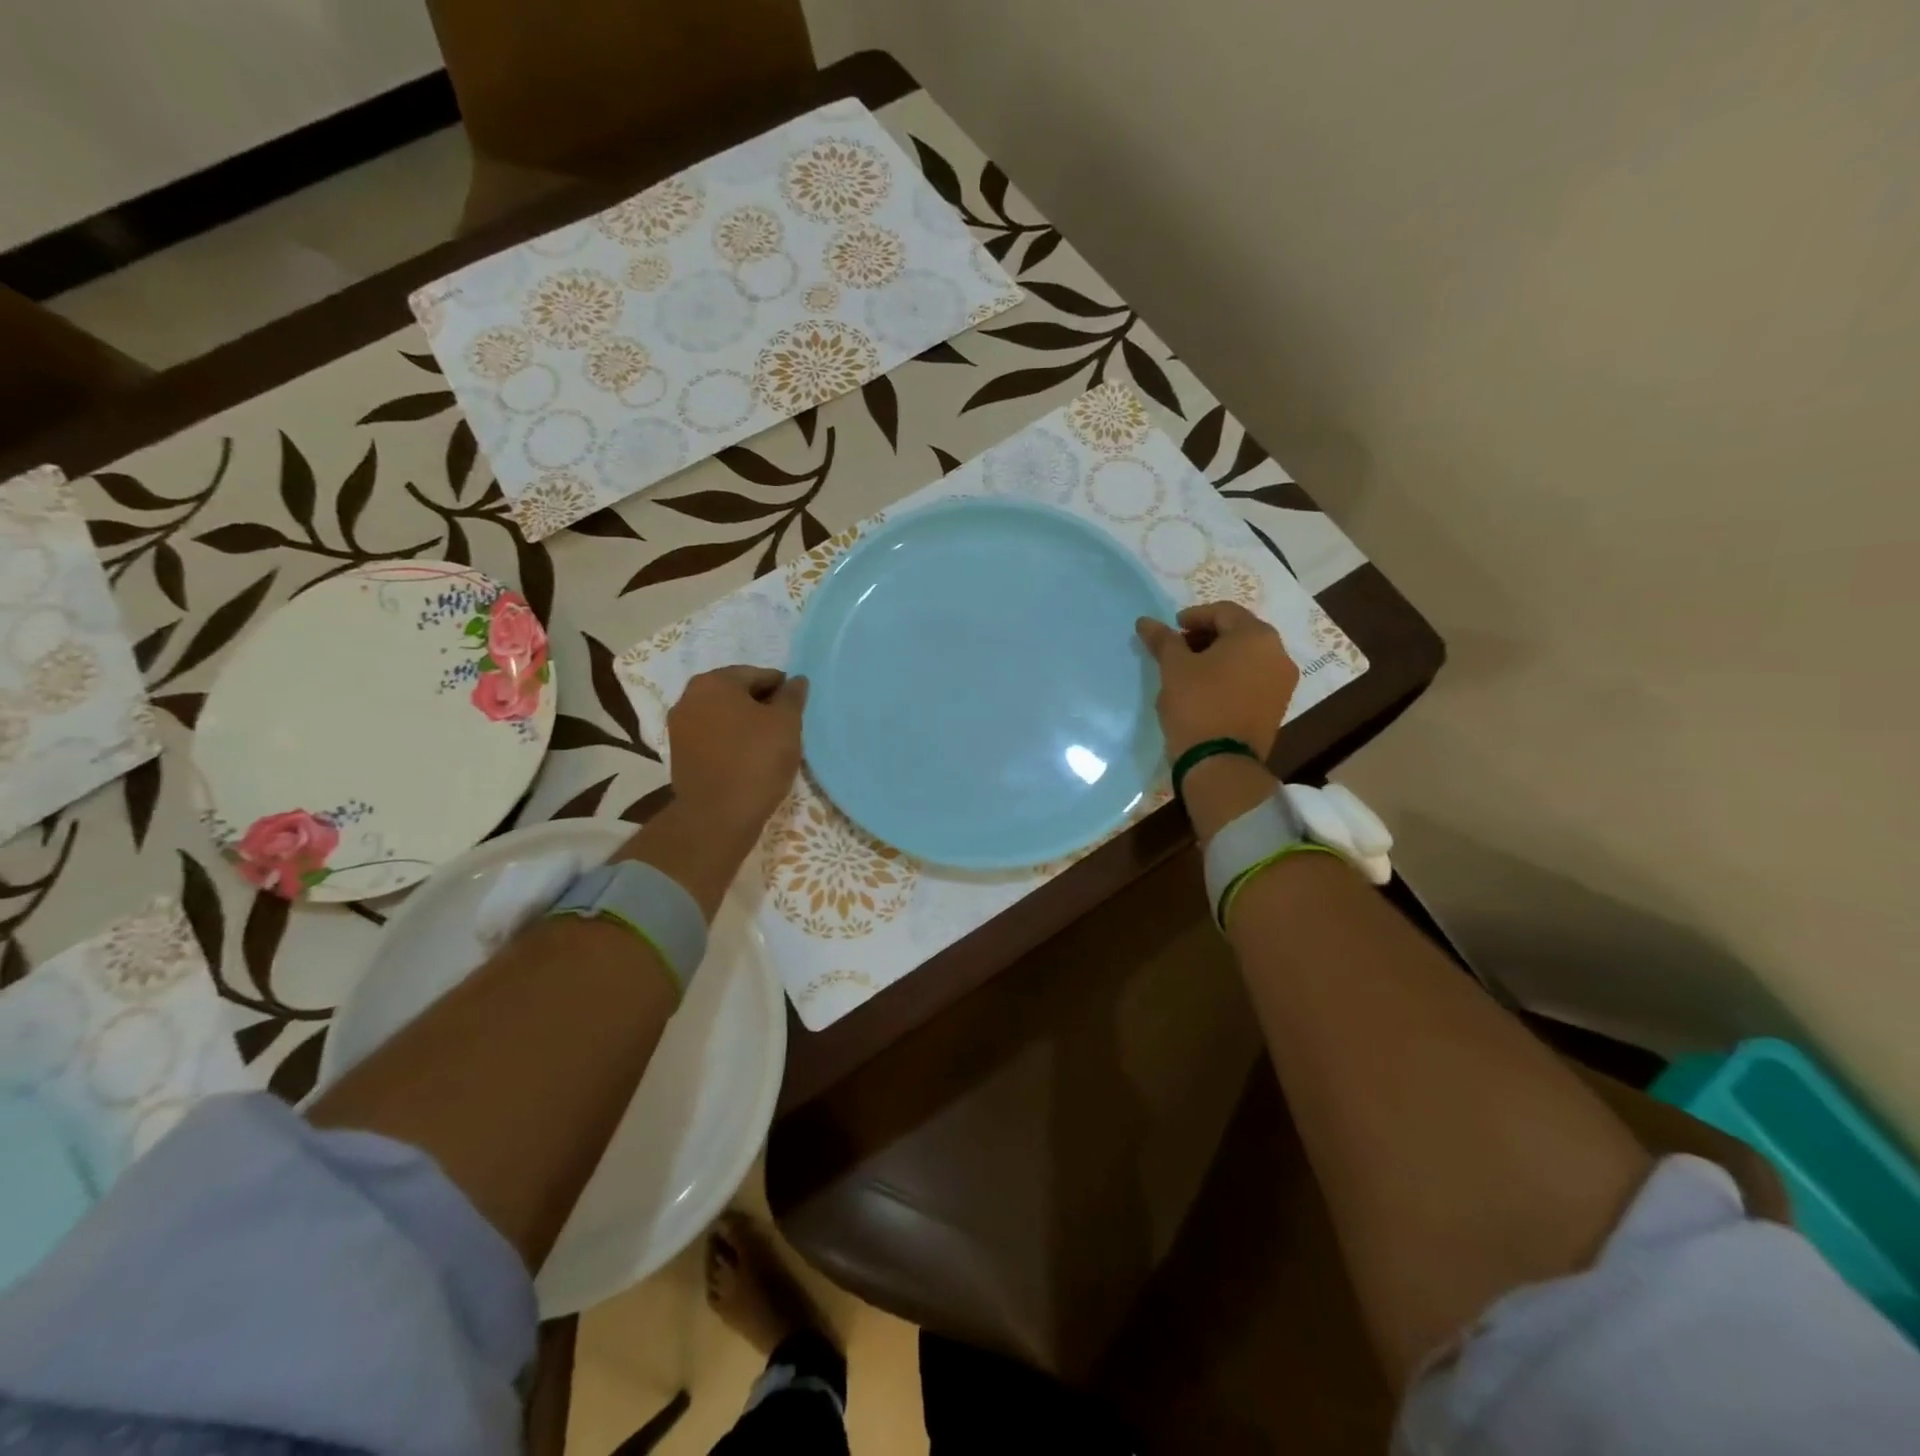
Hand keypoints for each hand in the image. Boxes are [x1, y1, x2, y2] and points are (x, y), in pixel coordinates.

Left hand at [666, 666, 806, 835]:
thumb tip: (796, 680)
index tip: (796, 711)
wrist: (717, 816)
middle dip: (761, 706)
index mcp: (715, 682)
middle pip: (737, 693)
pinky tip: (748, 759)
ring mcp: (679, 726)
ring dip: (745, 724)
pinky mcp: (678, 753)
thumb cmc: (756, 760)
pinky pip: (712, 737)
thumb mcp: (786, 723)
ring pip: (723, 716)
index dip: (782, 691)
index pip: (759, 675)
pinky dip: (730, 741)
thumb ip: (792, 696)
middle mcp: (690, 697)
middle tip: (785, 729)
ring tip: (768, 746)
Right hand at [1135, 602, 1298, 761]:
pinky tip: (1208, 688)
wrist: (1221, 763)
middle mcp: (1278, 653)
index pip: (1223, 612)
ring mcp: (1282, 682)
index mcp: (1256, 636)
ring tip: (1190, 670)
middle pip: (1239, 632)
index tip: (1171, 629)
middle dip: (1207, 636)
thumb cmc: (1197, 705)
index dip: (1194, 616)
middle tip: (1178, 648)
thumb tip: (1145, 622)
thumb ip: (1163, 640)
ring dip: (1220, 656)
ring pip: (1248, 656)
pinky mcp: (1278, 706)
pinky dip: (1232, 675)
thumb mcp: (1174, 668)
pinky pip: (1254, 678)